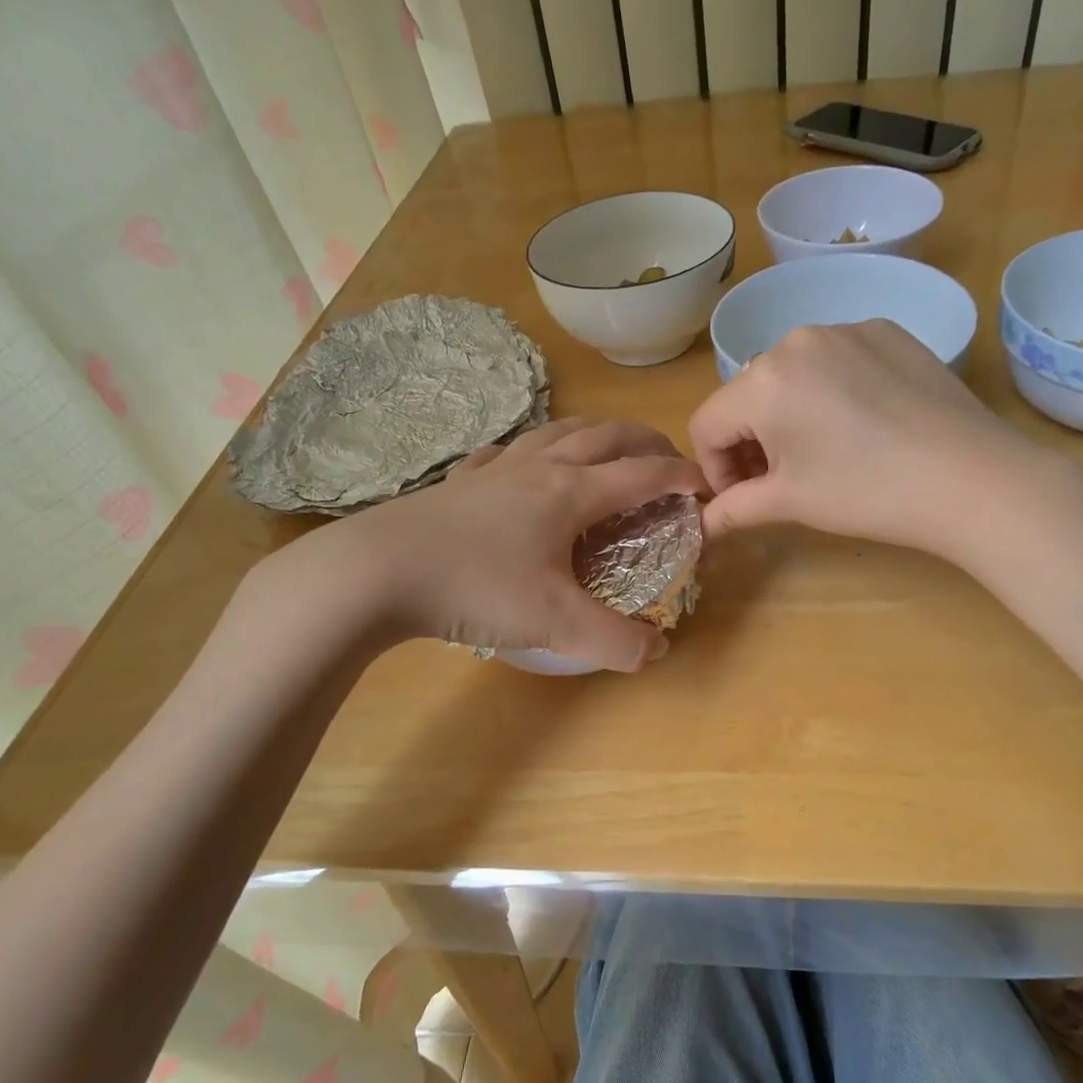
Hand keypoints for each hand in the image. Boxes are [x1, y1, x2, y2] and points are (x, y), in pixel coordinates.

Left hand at [249, 419, 706, 671]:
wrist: (377, 571)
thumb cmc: (475, 587)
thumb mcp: (555, 622)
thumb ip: (615, 640)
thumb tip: (657, 650)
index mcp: (572, 492)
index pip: (643, 473)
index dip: (681, 476)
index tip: (706, 487)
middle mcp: (540, 467)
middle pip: (606, 435)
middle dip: (645, 440)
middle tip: (667, 457)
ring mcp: (496, 468)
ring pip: (558, 431)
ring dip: (595, 433)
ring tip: (608, 447)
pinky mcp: (460, 480)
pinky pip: (508, 450)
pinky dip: (534, 449)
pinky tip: (524, 463)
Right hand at [688, 320, 1041, 556]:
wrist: (970, 478)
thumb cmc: (867, 493)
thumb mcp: (791, 502)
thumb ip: (735, 509)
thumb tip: (704, 524)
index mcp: (764, 380)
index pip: (707, 423)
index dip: (715, 468)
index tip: (743, 497)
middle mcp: (797, 339)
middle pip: (747, 395)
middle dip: (751, 441)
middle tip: (780, 480)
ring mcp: (847, 329)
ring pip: (790, 375)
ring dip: (788, 415)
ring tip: (824, 452)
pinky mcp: (887, 332)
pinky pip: (836, 360)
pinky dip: (831, 392)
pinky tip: (863, 426)